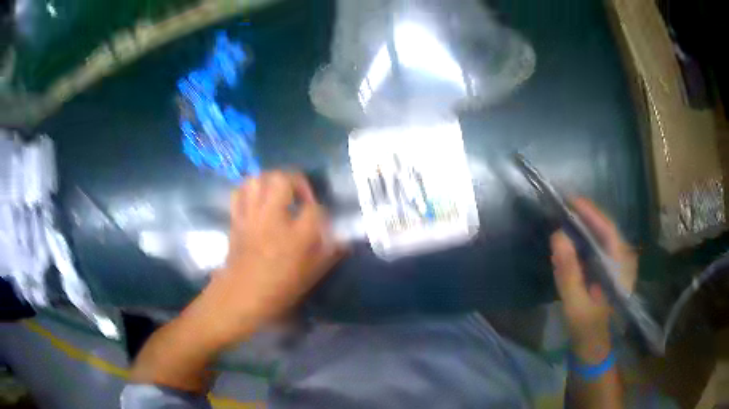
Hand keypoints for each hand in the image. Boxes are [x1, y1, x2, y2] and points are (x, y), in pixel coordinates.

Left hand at [197, 171, 343, 345]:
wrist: (239, 297)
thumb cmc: (277, 290)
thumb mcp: (310, 277)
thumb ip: (328, 255)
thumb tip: (342, 240)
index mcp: (296, 236)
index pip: (315, 208)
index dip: (320, 210)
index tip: (320, 219)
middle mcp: (273, 218)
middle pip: (282, 179)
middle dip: (296, 181)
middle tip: (301, 195)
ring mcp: (251, 216)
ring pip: (258, 179)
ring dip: (271, 180)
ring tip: (279, 193)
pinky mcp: (236, 219)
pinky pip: (239, 192)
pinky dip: (249, 190)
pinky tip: (257, 200)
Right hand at [550, 198, 636, 363]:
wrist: (595, 348)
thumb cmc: (588, 329)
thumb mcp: (576, 305)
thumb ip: (569, 272)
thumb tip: (557, 235)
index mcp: (621, 268)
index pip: (608, 230)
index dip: (590, 213)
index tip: (570, 200)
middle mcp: (624, 260)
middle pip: (607, 229)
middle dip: (586, 215)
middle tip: (563, 205)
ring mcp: (620, 264)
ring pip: (604, 236)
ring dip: (586, 225)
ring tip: (566, 216)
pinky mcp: (612, 269)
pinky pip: (600, 246)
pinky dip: (586, 238)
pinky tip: (573, 238)